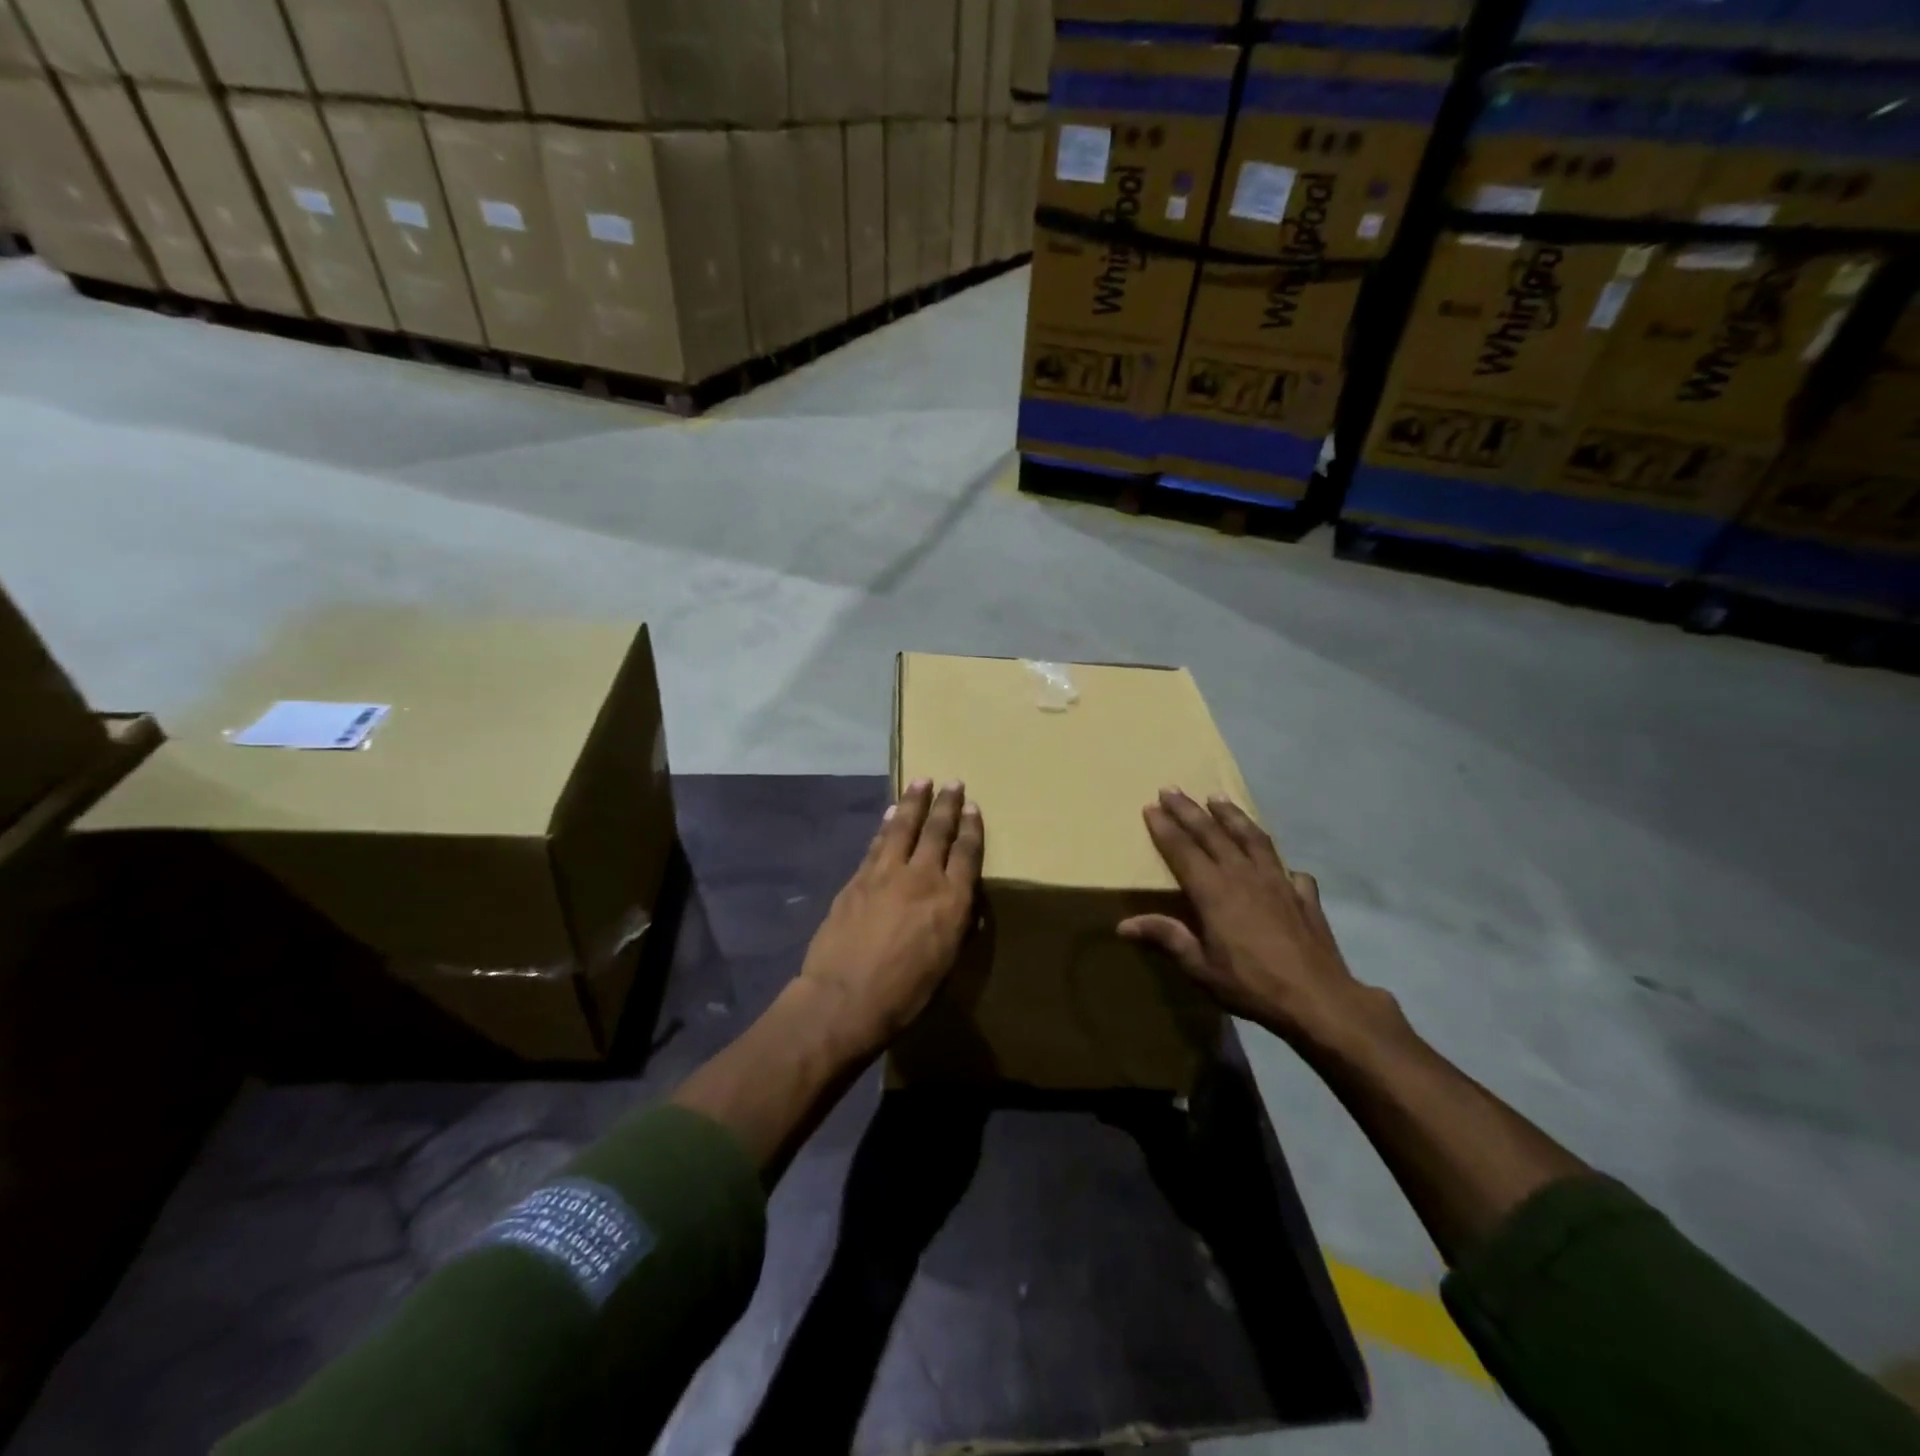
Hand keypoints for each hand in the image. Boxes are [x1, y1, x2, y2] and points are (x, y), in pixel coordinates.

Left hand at [798, 780, 984, 1057]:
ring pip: (904, 827)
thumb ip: (955, 927)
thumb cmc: (905, 993)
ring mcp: (886, 873)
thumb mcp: (945, 964)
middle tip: (953, 782)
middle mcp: (922, 877)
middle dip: (947, 805)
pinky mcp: (859, 878)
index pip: (966, 853)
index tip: (973, 806)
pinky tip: (889, 814)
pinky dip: (886, 825)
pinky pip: (877, 843)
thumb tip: (963, 907)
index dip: (971, 828)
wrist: (845, 997)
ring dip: (914, 802)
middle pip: (937, 831)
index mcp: (951, 900)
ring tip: (921, 781)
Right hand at [1119, 789, 1379, 1049]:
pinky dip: (1278, 860)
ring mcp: (1278, 881)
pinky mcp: (1303, 895)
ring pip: (1251, 838)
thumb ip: (1166, 938)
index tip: (1150, 806)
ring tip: (1218, 798)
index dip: (1165, 828)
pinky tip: (1278, 863)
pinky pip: (1288, 868)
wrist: (1319, 999)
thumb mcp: (1200, 967)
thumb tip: (1123, 925)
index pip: (1183, 850)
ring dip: (1232, 816)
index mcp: (1214, 891)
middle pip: (1212, 834)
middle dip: (1189, 810)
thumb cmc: (1251, 984)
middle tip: (1171, 788)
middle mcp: (1244, 876)